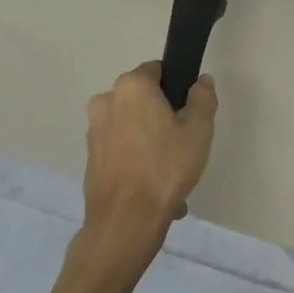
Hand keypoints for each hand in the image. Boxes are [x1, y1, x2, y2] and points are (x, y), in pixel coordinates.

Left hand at [80, 62, 217, 266]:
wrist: (125, 222)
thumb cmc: (165, 167)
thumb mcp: (199, 128)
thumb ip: (202, 97)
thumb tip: (200, 82)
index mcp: (131, 86)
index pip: (158, 70)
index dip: (177, 87)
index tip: (190, 111)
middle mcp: (106, 102)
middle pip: (143, 98)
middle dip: (162, 114)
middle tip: (184, 140)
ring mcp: (94, 132)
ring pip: (132, 125)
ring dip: (150, 140)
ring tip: (171, 171)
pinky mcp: (90, 159)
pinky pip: (121, 149)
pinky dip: (137, 159)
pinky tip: (155, 185)